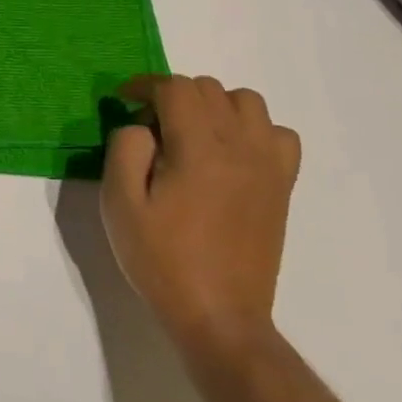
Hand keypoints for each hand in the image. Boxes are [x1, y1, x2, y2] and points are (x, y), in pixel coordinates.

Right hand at [100, 74, 300, 356]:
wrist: (219, 316)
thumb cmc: (162, 259)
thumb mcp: (119, 203)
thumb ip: (125, 148)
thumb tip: (141, 125)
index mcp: (199, 149)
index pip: (174, 88)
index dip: (144, 85)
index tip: (124, 100)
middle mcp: (240, 147)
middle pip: (208, 88)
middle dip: (172, 95)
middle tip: (150, 128)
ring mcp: (268, 166)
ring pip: (246, 102)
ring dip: (213, 105)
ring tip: (191, 134)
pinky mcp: (281, 186)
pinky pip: (277, 134)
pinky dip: (252, 129)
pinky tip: (229, 153)